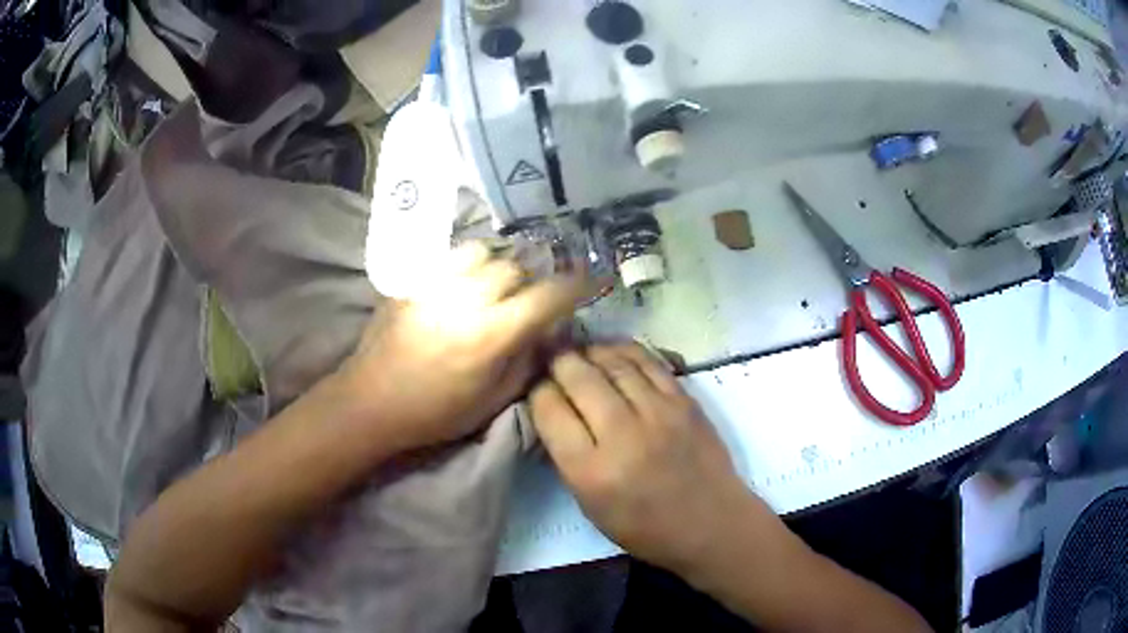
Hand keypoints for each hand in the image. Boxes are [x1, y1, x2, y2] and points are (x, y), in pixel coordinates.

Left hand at [340, 242, 589, 451]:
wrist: (373, 401)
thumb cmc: (436, 411)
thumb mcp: (493, 400)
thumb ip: (527, 360)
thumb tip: (548, 332)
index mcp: (491, 334)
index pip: (547, 295)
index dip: (577, 285)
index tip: (592, 281)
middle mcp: (467, 299)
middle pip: (515, 268)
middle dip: (530, 282)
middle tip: (527, 301)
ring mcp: (437, 284)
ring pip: (484, 253)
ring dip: (498, 267)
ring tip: (494, 286)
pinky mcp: (414, 280)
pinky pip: (451, 256)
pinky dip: (468, 264)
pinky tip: (464, 283)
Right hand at [530, 344, 755, 573]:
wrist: (710, 523)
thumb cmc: (645, 528)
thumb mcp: (590, 505)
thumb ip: (568, 456)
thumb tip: (554, 410)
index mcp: (590, 471)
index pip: (550, 410)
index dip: (537, 391)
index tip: (536, 386)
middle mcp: (622, 435)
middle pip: (579, 377)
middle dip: (558, 361)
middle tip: (550, 355)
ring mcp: (658, 413)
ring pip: (613, 363)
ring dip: (590, 351)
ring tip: (578, 350)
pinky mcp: (684, 401)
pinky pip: (648, 362)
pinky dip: (625, 350)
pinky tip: (612, 351)